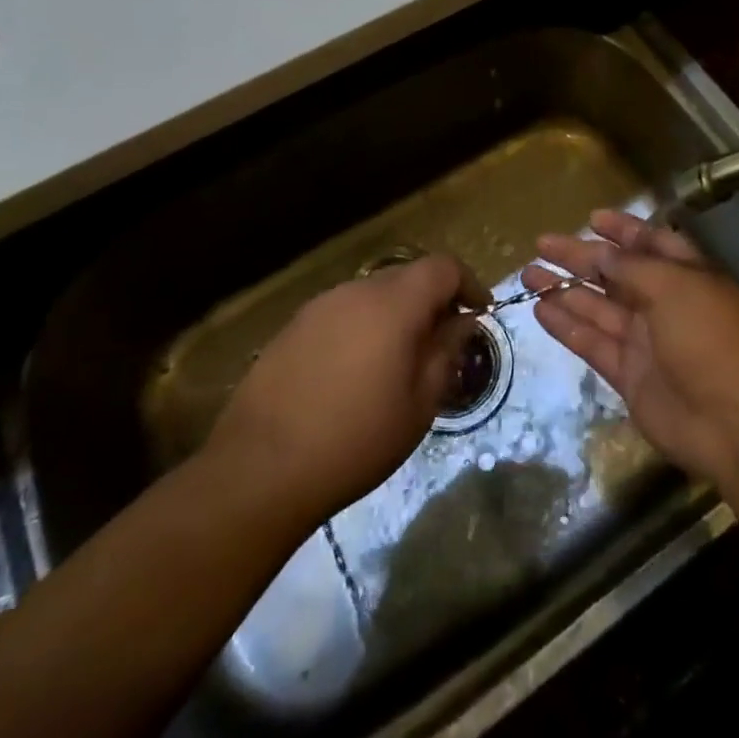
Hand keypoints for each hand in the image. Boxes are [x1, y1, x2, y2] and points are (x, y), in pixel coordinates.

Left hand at [205, 255, 486, 524]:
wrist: (260, 470)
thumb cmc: (356, 439)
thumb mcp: (420, 403)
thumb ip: (446, 352)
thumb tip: (463, 322)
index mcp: (394, 302)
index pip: (443, 267)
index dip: (469, 284)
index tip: (479, 314)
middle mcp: (357, 290)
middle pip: (408, 277)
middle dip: (432, 301)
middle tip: (441, 343)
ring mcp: (319, 306)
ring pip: (373, 295)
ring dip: (395, 316)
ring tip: (397, 362)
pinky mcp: (292, 328)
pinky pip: (342, 314)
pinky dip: (362, 329)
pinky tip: (353, 374)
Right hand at [526, 210, 738, 492]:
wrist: (736, 424)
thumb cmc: (712, 338)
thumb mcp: (676, 287)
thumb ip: (633, 268)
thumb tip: (601, 252)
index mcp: (688, 275)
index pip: (651, 244)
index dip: (623, 230)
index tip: (591, 218)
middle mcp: (665, 303)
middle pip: (616, 274)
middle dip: (581, 257)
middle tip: (542, 244)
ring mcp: (646, 341)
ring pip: (598, 307)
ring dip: (565, 289)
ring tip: (528, 274)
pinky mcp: (629, 375)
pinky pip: (593, 343)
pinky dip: (567, 326)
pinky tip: (540, 309)